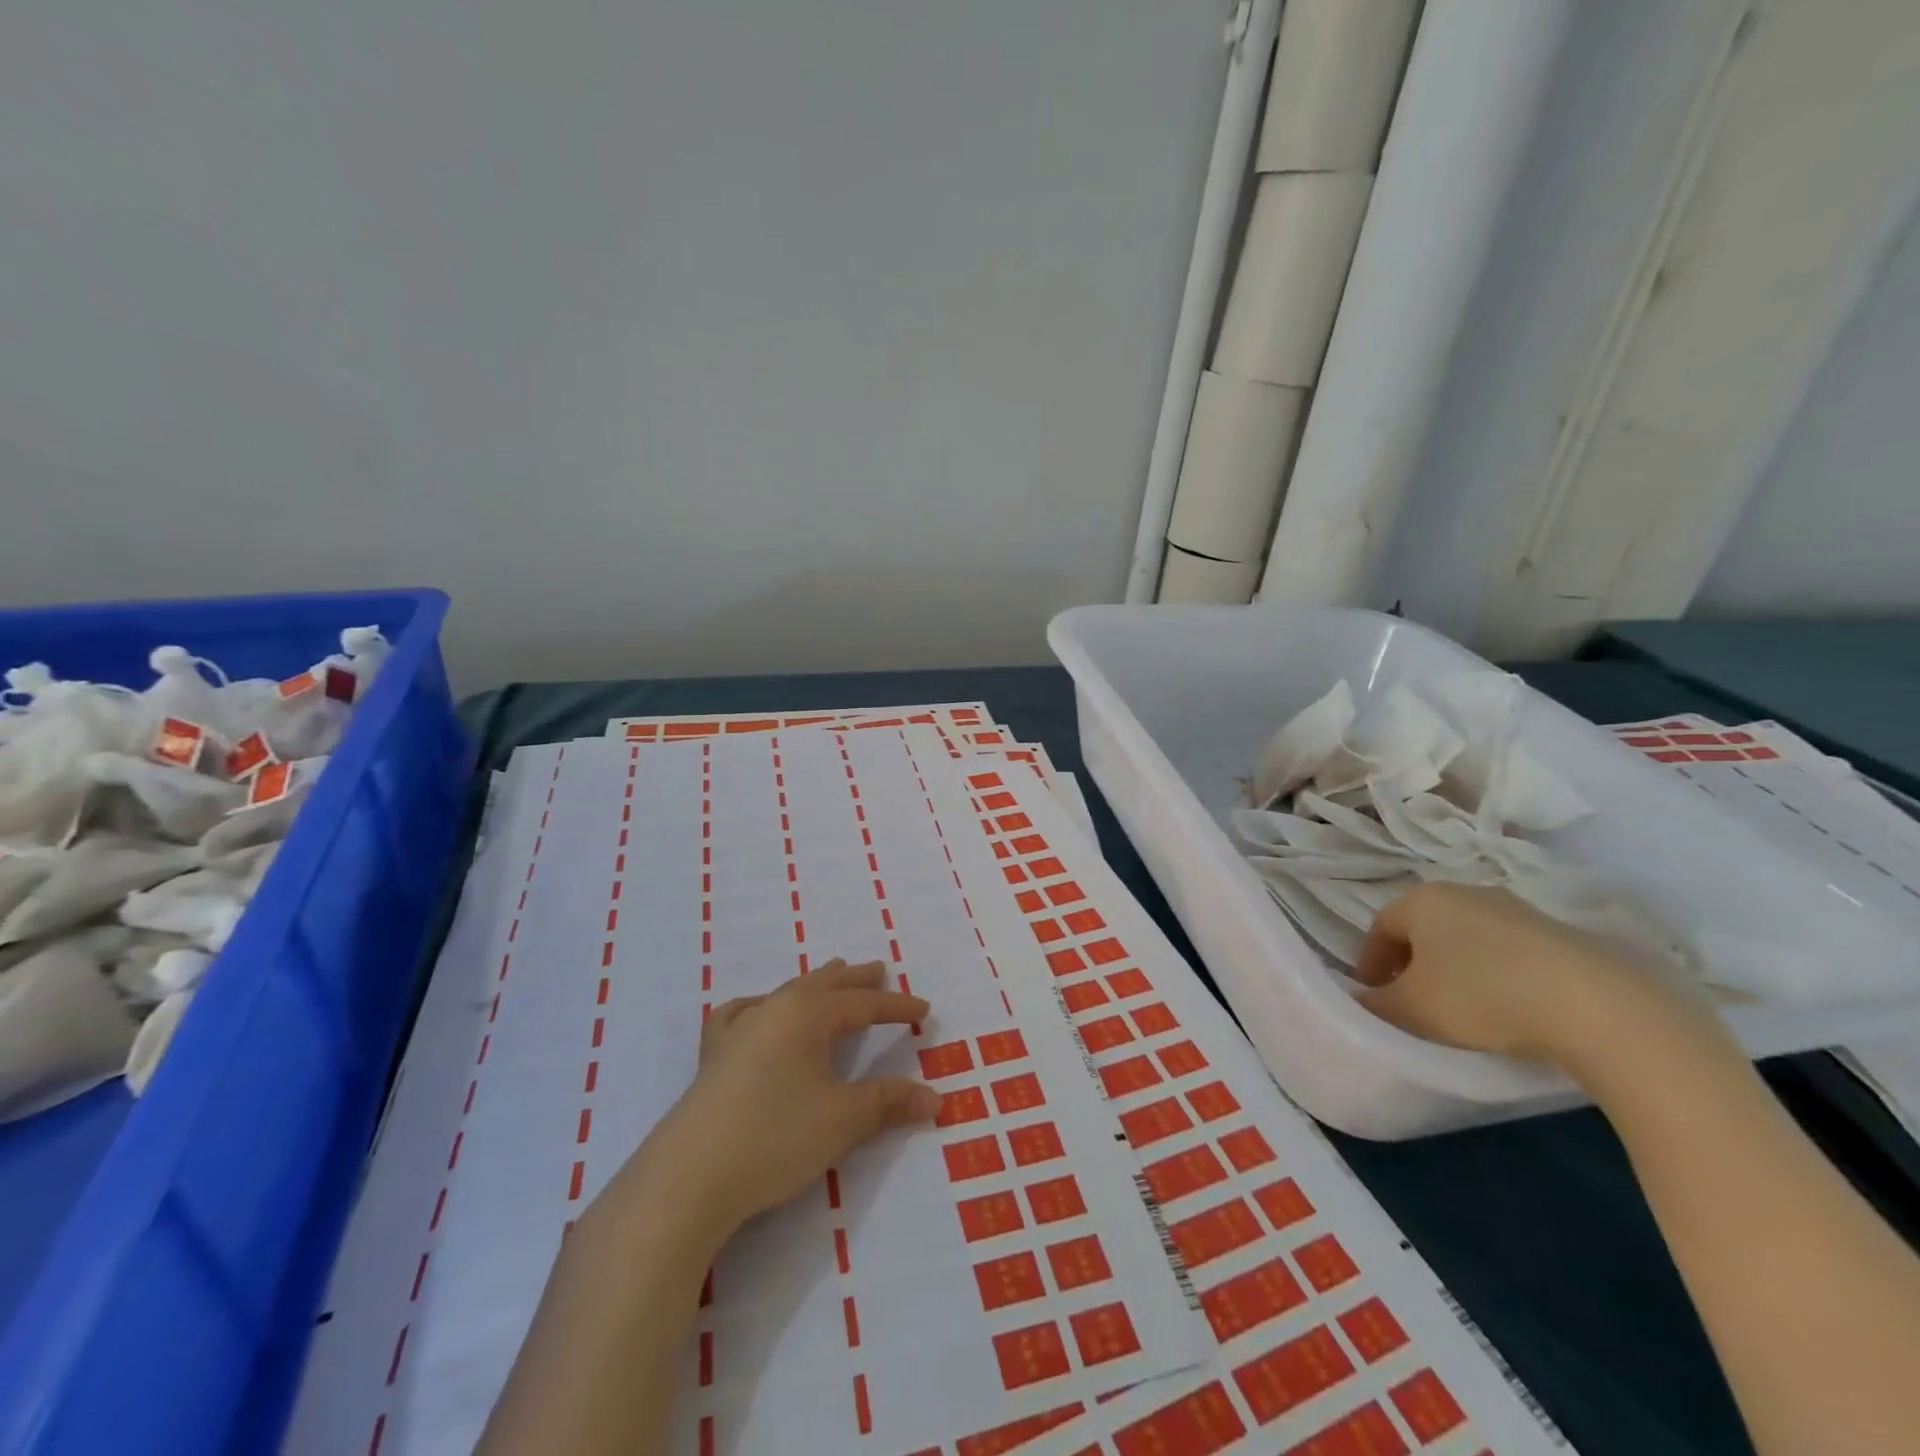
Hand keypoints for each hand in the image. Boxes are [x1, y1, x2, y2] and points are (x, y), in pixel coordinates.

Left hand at [642, 959, 939, 1231]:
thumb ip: (888, 1102)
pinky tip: (756, 1011)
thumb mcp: (843, 1119)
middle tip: (878, 969)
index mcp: (807, 1014)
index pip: (862, 1004)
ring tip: (830, 976)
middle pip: (823, 985)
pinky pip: (741, 1014)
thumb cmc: (775, 1137)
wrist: (688, 1178)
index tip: (923, 1009)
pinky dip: (759, 1006)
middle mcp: (773, 1009)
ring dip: (814, 986)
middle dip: (854, 980)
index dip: (895, 1007)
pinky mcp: (713, 1057)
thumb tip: (935, 1097)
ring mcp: (738, 1030)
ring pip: (785, 994)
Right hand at [1355, 883, 1719, 1070]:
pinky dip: (1497, 977)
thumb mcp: (1411, 1010)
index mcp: (1422, 899)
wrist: (1598, 1007)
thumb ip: (1374, 1006)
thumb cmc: (1481, 996)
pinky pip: (1509, 954)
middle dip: (1412, 967)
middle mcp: (1466, 892)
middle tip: (1414, 1005)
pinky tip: (1511, 1010)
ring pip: (1468, 941)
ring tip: (1464, 1013)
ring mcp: (1518, 910)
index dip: (1370, 965)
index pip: (1379, 928)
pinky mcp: (1562, 935)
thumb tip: (1360, 1004)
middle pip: (1424, 930)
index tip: (1375, 999)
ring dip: (1456, 972)